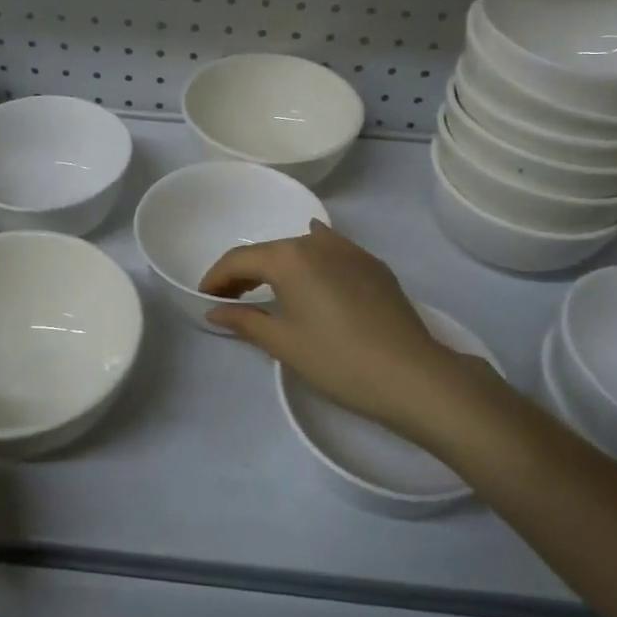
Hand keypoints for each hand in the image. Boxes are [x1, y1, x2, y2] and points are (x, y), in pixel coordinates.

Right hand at [199, 221, 482, 437]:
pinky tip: (312, 262)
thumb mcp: (284, 343)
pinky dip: (312, 257)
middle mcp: (317, 242)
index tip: (205, 298)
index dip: (216, 277)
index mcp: (289, 257)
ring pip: (301, 248)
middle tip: (230, 299)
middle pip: (269, 251)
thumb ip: (245, 321)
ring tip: (267, 288)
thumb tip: (215, 311)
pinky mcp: (373, 265)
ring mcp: (350, 250)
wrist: (412, 374)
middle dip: (245, 273)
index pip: (240, 260)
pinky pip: (332, 250)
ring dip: (278, 266)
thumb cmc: (337, 360)